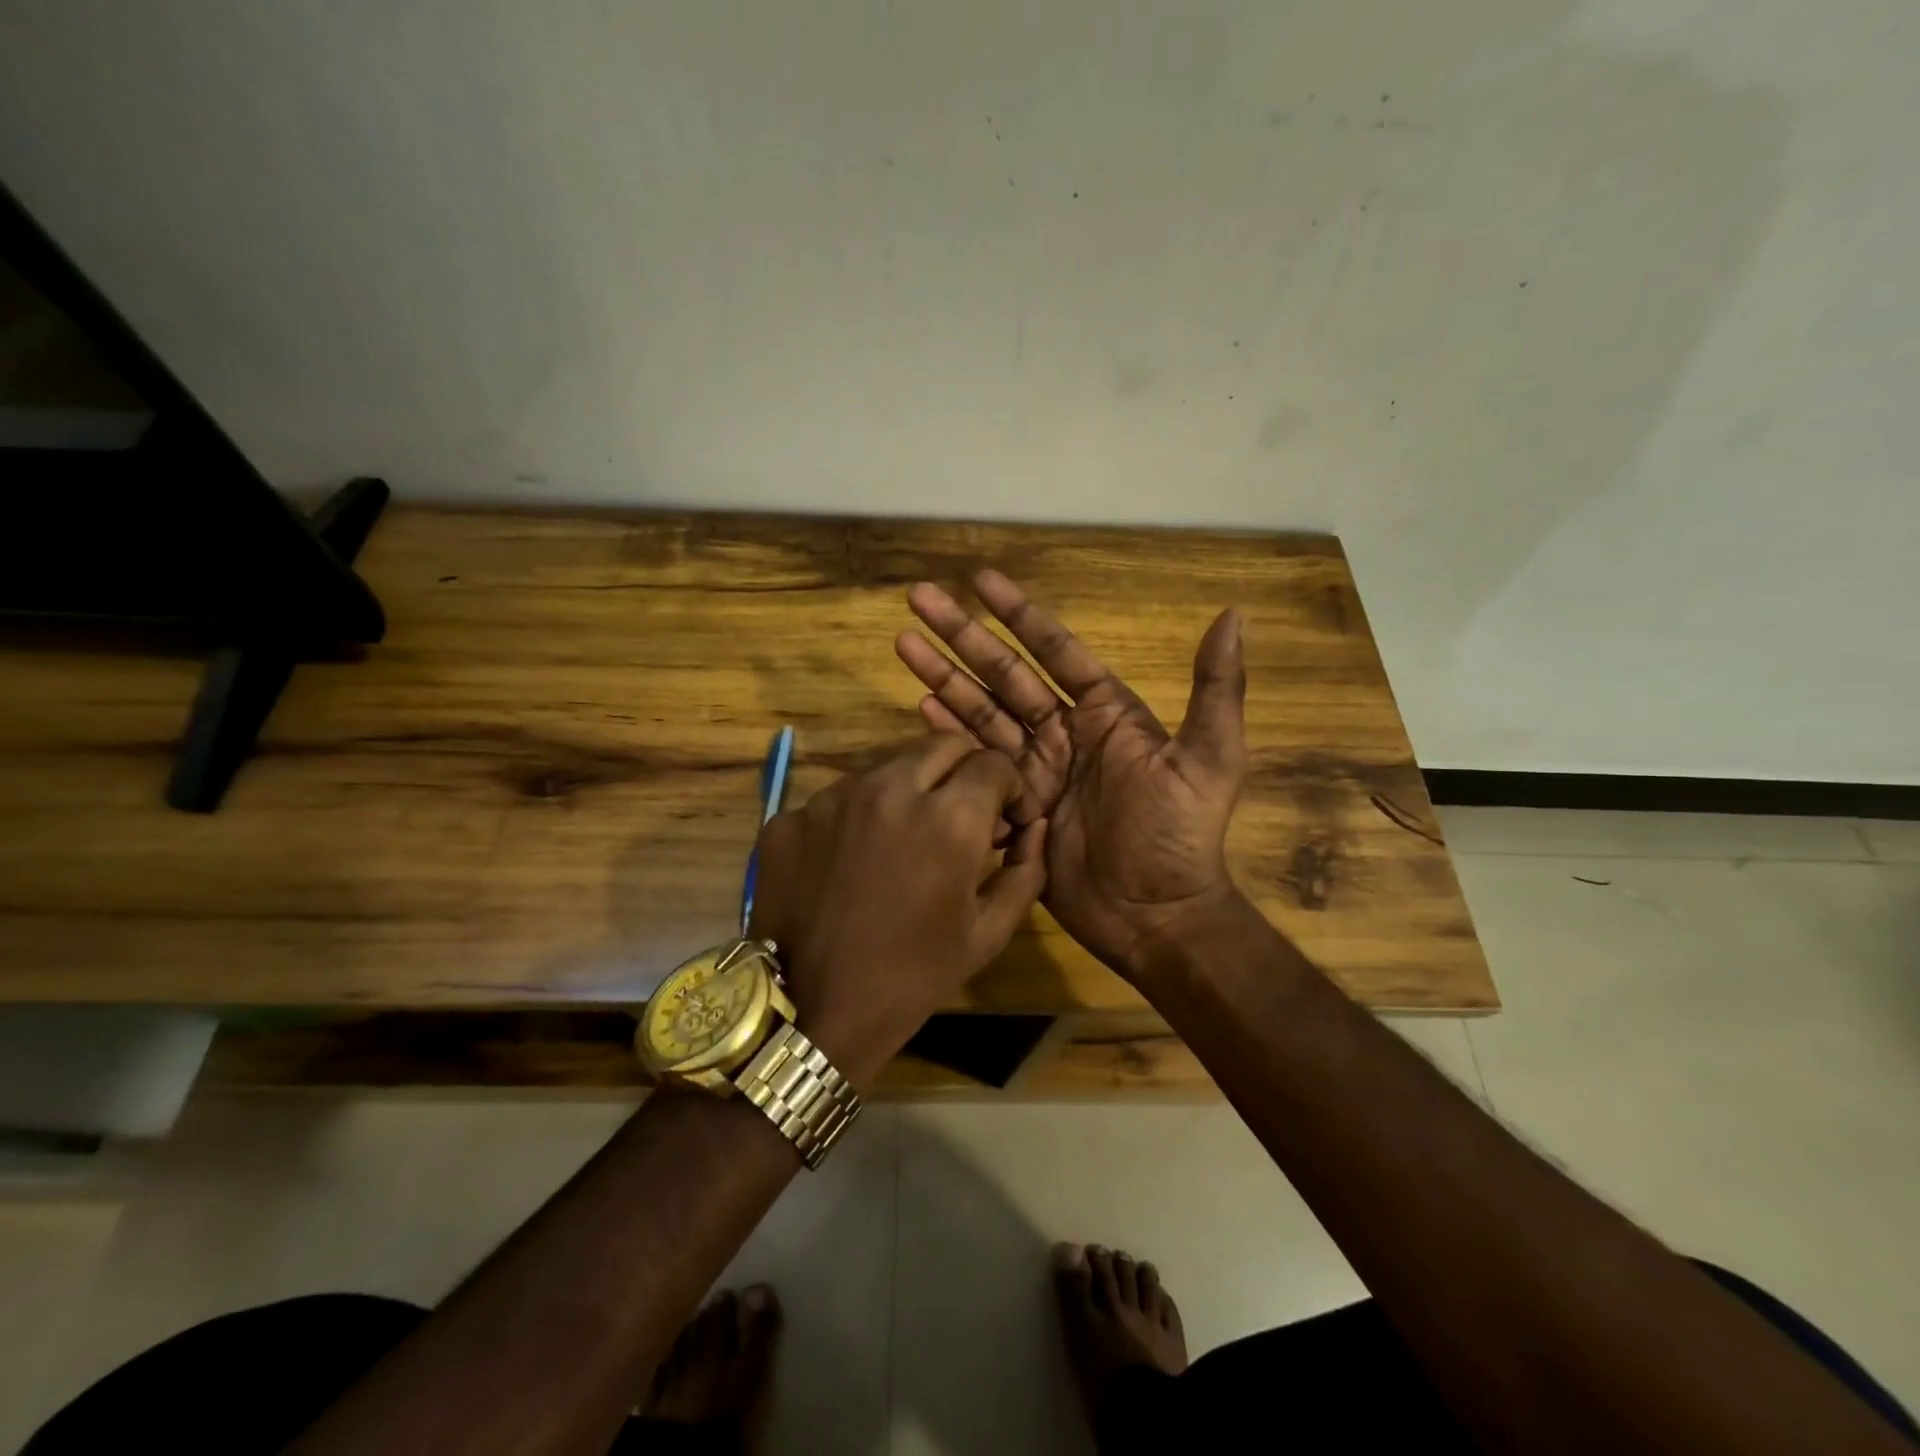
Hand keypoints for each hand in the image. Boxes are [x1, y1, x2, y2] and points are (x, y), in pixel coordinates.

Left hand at [748, 735, 1046, 1088]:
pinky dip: (856, 818)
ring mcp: (831, 799)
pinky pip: (837, 799)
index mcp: (948, 818)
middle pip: (941, 746)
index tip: (1002, 817)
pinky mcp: (789, 817)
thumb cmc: (913, 978)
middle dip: (962, 771)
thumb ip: (1026, 871)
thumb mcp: (988, 934)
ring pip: (886, 767)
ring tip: (901, 841)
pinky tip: (851, 863)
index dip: (1008, 786)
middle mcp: (889, 790)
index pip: (992, 762)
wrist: (812, 1014)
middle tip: (958, 815)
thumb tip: (1034, 827)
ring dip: (907, 791)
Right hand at [894, 571, 1246, 981]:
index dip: (1019, 613)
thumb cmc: (1181, 836)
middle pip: (1003, 673)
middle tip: (919, 598)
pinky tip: (922, 707)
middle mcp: (1064, 732)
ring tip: (904, 643)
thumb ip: (1215, 689)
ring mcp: (1035, 769)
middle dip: (962, 635)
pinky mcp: (1015, 805)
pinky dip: (949, 734)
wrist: (1155, 916)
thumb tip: (1232, 615)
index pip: (1054, 650)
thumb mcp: (1211, 760)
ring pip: (981, 711)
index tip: (981, 580)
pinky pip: (977, 761)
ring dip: (943, 677)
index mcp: (1105, 713)